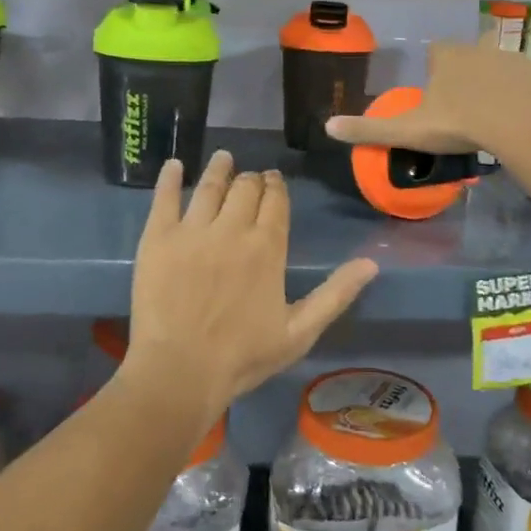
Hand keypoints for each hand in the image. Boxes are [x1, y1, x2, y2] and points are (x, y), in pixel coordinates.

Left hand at [127, 152, 377, 419]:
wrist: (180, 371)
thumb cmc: (243, 356)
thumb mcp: (300, 332)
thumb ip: (335, 294)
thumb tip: (371, 263)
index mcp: (267, 247)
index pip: (275, 202)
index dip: (276, 187)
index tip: (274, 180)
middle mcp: (232, 229)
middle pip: (245, 189)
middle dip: (251, 179)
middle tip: (250, 178)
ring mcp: (192, 231)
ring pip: (210, 186)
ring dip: (219, 169)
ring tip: (223, 158)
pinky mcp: (158, 238)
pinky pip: (165, 198)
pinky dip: (170, 178)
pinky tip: (174, 166)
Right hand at [324, 40, 530, 156]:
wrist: (519, 127)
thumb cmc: (460, 124)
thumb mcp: (408, 131)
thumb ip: (369, 128)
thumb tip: (327, 127)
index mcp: (449, 57)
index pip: (437, 53)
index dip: (437, 69)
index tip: (438, 93)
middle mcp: (482, 48)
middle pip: (473, 54)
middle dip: (472, 72)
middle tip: (472, 104)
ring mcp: (517, 57)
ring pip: (508, 65)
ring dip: (505, 81)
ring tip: (505, 112)